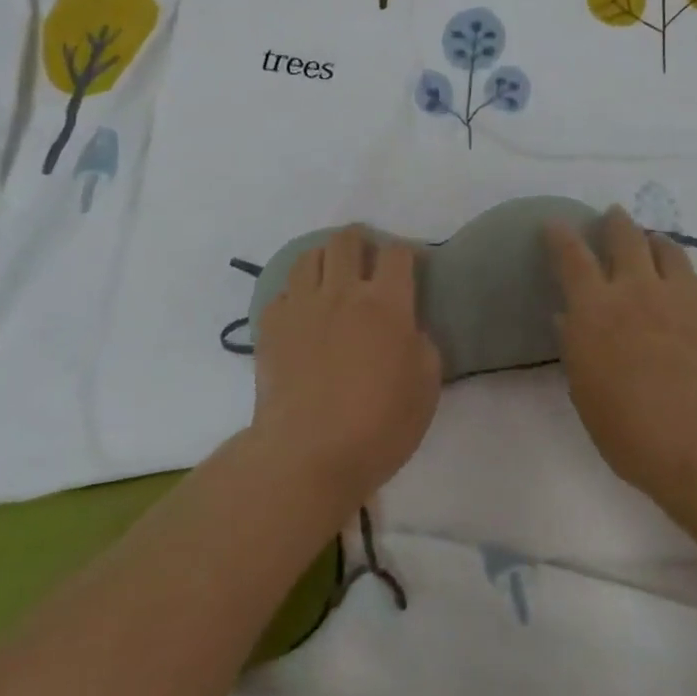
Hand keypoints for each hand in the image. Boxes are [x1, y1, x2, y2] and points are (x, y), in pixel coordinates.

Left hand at [251, 227, 442, 511]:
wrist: (306, 455)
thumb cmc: (378, 426)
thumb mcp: (426, 388)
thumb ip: (422, 346)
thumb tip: (408, 329)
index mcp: (385, 303)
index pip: (396, 253)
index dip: (406, 252)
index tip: (410, 265)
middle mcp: (342, 292)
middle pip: (347, 240)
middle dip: (360, 240)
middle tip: (367, 259)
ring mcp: (301, 306)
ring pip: (309, 256)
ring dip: (325, 259)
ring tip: (331, 278)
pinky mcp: (270, 326)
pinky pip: (282, 292)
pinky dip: (295, 295)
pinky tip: (302, 314)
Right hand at [545, 207, 696, 511]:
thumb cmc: (635, 433)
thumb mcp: (587, 396)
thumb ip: (576, 349)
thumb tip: (568, 318)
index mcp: (596, 309)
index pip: (572, 257)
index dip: (561, 236)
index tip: (555, 224)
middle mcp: (637, 289)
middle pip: (625, 236)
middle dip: (615, 222)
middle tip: (613, 216)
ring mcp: (682, 295)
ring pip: (668, 248)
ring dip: (655, 241)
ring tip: (653, 243)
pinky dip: (690, 280)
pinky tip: (692, 292)